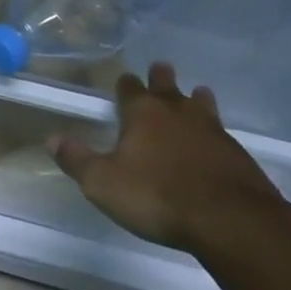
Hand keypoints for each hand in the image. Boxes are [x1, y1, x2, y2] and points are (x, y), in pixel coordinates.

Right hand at [52, 62, 282, 254]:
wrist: (232, 222)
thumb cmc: (157, 196)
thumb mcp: (102, 183)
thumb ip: (77, 160)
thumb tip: (51, 138)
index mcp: (143, 114)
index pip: (130, 88)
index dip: (125, 84)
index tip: (124, 79)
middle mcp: (177, 114)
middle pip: (168, 87)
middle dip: (162, 78)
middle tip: (161, 67)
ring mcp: (213, 133)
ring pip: (202, 106)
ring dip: (196, 99)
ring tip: (197, 93)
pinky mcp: (239, 157)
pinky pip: (222, 134)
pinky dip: (215, 133)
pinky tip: (215, 141)